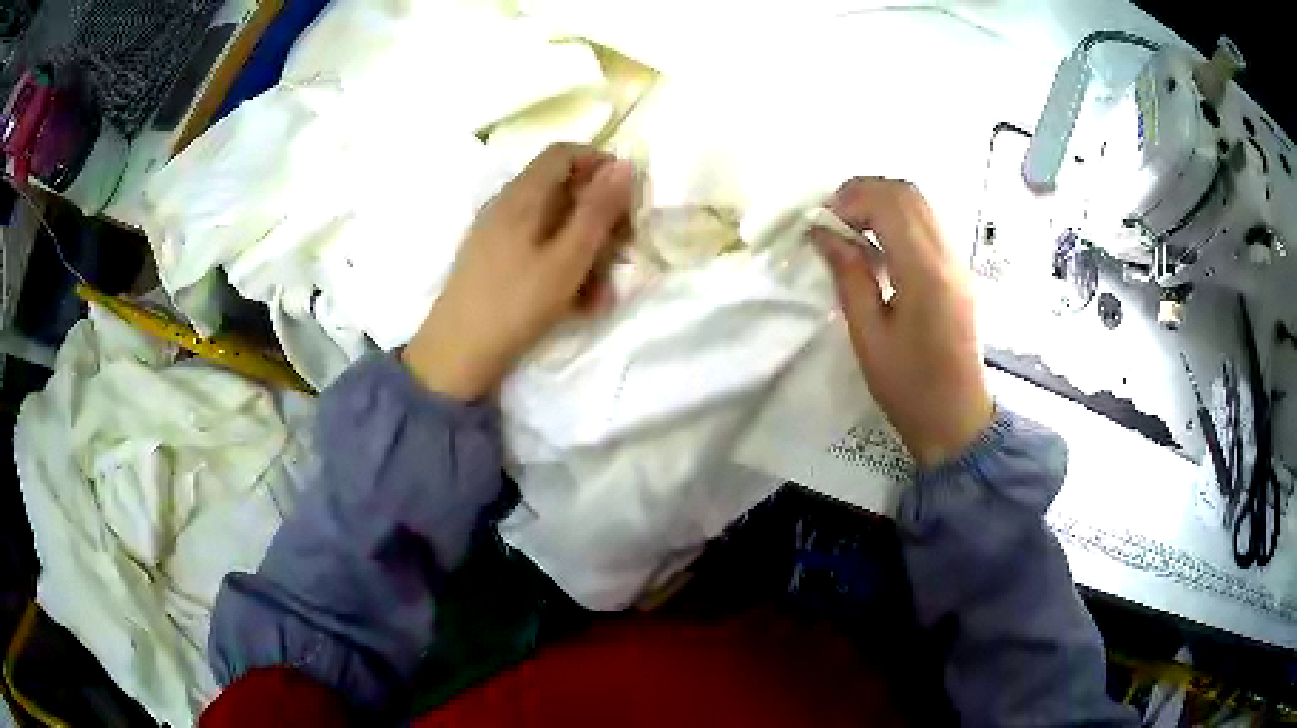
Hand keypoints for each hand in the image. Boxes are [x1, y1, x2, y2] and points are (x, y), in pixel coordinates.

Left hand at [403, 144, 634, 399]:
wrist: (456, 355)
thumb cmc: (515, 304)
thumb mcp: (568, 258)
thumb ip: (598, 210)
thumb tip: (625, 164)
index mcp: (522, 195)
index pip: (564, 153)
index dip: (600, 164)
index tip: (628, 196)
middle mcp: (506, 205)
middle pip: (561, 190)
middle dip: (598, 217)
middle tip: (622, 250)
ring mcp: (495, 234)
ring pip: (552, 225)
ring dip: (585, 250)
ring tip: (602, 293)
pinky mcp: (492, 260)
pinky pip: (536, 249)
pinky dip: (562, 265)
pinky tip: (578, 302)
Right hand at [811, 178, 992, 468]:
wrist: (957, 417)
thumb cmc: (909, 386)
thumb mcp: (869, 336)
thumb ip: (849, 276)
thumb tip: (824, 233)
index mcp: (924, 272)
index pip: (889, 203)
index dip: (849, 200)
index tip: (821, 224)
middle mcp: (947, 255)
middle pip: (907, 192)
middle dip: (864, 193)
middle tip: (833, 221)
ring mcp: (957, 260)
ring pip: (920, 203)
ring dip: (881, 203)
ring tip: (851, 231)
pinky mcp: (959, 269)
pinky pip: (928, 223)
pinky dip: (898, 219)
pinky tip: (878, 247)